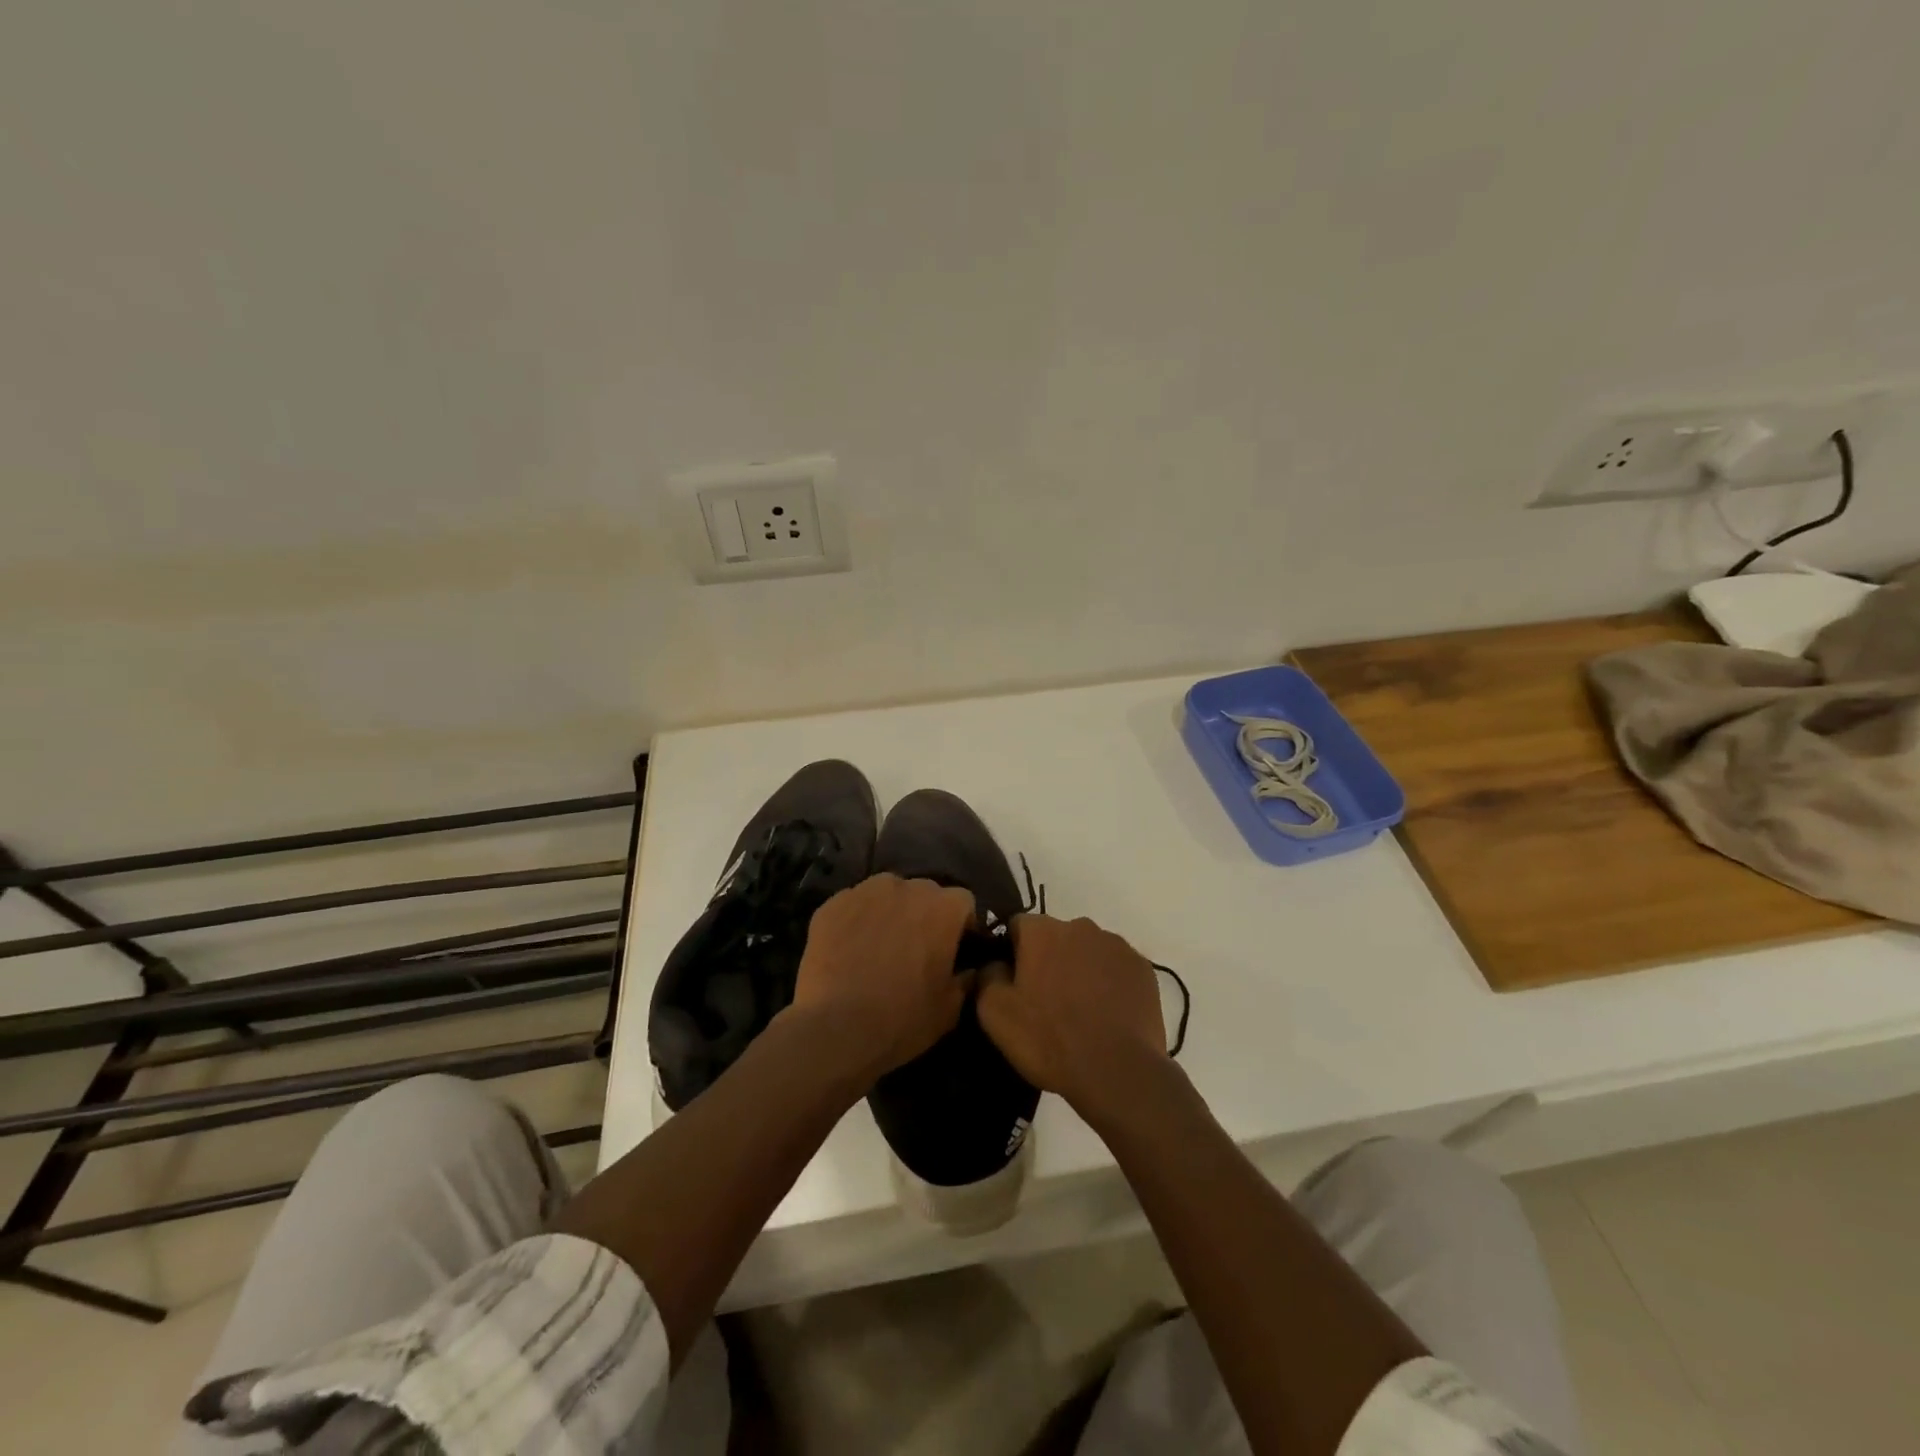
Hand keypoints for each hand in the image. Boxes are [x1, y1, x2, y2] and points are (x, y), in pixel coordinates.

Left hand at [789, 873, 976, 1085]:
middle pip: (924, 893)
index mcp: (943, 907)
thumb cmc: (903, 1018)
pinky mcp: (832, 904)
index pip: (963, 902)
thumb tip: (968, 970)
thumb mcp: (949, 1009)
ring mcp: (865, 891)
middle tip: (914, 948)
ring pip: (886, 893)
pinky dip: (856, 921)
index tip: (952, 949)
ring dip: (889, 911)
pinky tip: (849, 950)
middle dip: (924, 914)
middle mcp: (906, 887)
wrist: (836, 1029)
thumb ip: (965, 980)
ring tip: (879, 945)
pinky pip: (853, 905)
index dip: (960, 925)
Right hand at [977, 913, 1167, 1115]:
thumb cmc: (1049, 1039)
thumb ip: (986, 976)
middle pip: (1055, 937)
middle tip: (1045, 1001)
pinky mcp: (1142, 968)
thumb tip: (994, 964)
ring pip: (1087, 951)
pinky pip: (1115, 968)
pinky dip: (1108, 984)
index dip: (1011, 953)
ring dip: (1079, 970)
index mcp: (1042, 930)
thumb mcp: (994, 1013)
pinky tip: (1106, 1015)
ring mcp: (1116, 945)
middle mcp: (1080, 926)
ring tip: (1079, 1012)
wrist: (1117, 1071)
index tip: (1013, 984)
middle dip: (1047, 960)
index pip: (1016, 926)